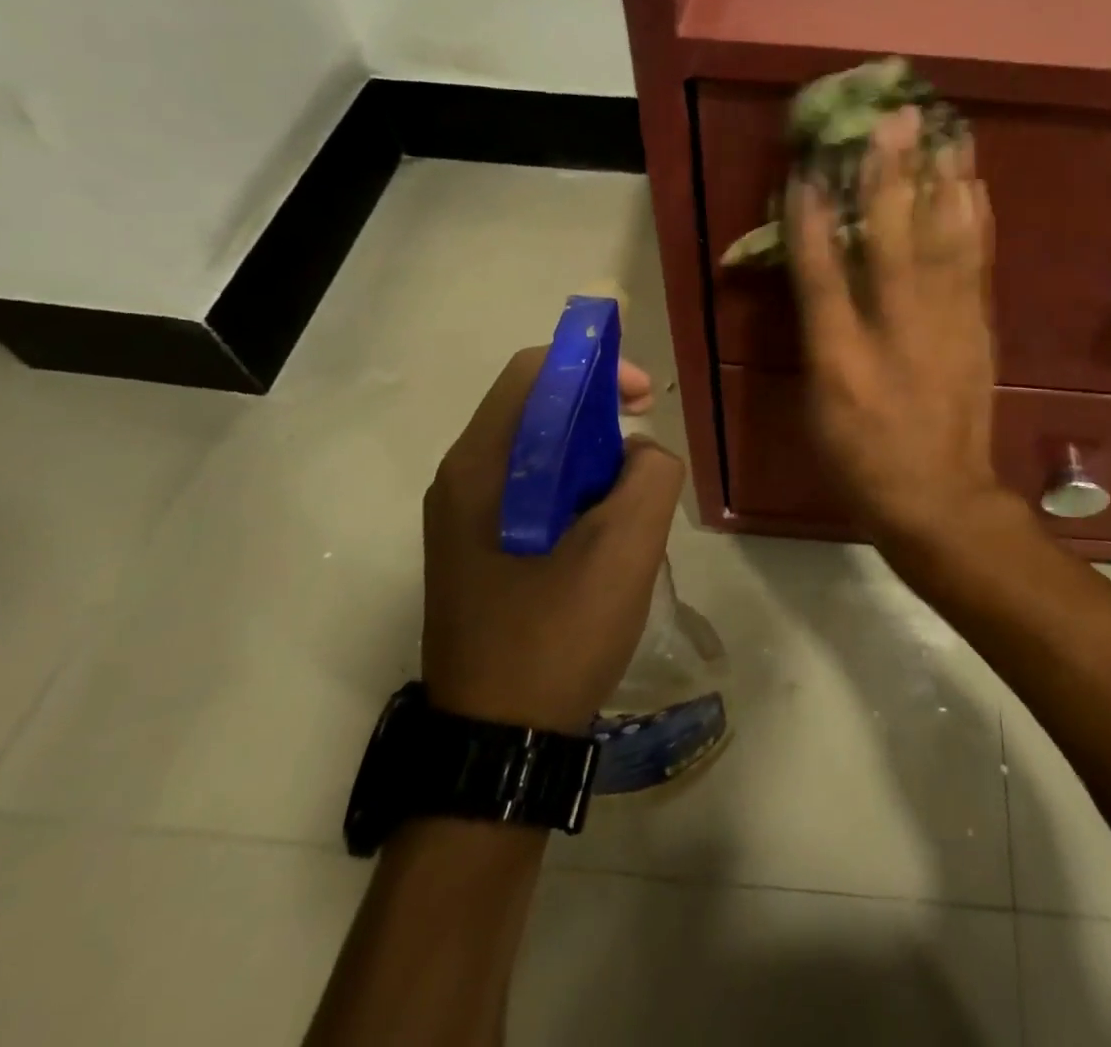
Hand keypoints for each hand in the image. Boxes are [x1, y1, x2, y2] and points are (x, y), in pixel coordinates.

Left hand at [421, 349, 682, 732]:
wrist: (499, 745)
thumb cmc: (556, 636)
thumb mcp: (625, 549)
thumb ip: (649, 476)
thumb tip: (640, 453)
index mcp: (481, 467)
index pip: (535, 373)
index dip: (595, 367)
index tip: (644, 398)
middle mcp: (461, 480)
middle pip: (535, 408)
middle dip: (599, 414)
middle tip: (644, 449)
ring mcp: (463, 517)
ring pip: (537, 451)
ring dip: (590, 456)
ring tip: (629, 500)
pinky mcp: (477, 547)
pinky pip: (531, 489)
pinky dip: (574, 489)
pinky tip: (604, 532)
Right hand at [785, 105, 1006, 553]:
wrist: (938, 498)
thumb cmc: (861, 458)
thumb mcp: (818, 404)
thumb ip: (818, 334)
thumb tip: (819, 275)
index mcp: (842, 357)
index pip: (822, 273)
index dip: (812, 217)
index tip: (809, 166)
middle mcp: (895, 331)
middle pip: (891, 243)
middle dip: (890, 176)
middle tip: (895, 119)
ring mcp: (945, 328)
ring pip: (944, 243)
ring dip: (943, 183)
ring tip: (946, 132)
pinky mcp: (978, 330)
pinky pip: (978, 266)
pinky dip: (977, 222)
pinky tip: (976, 187)